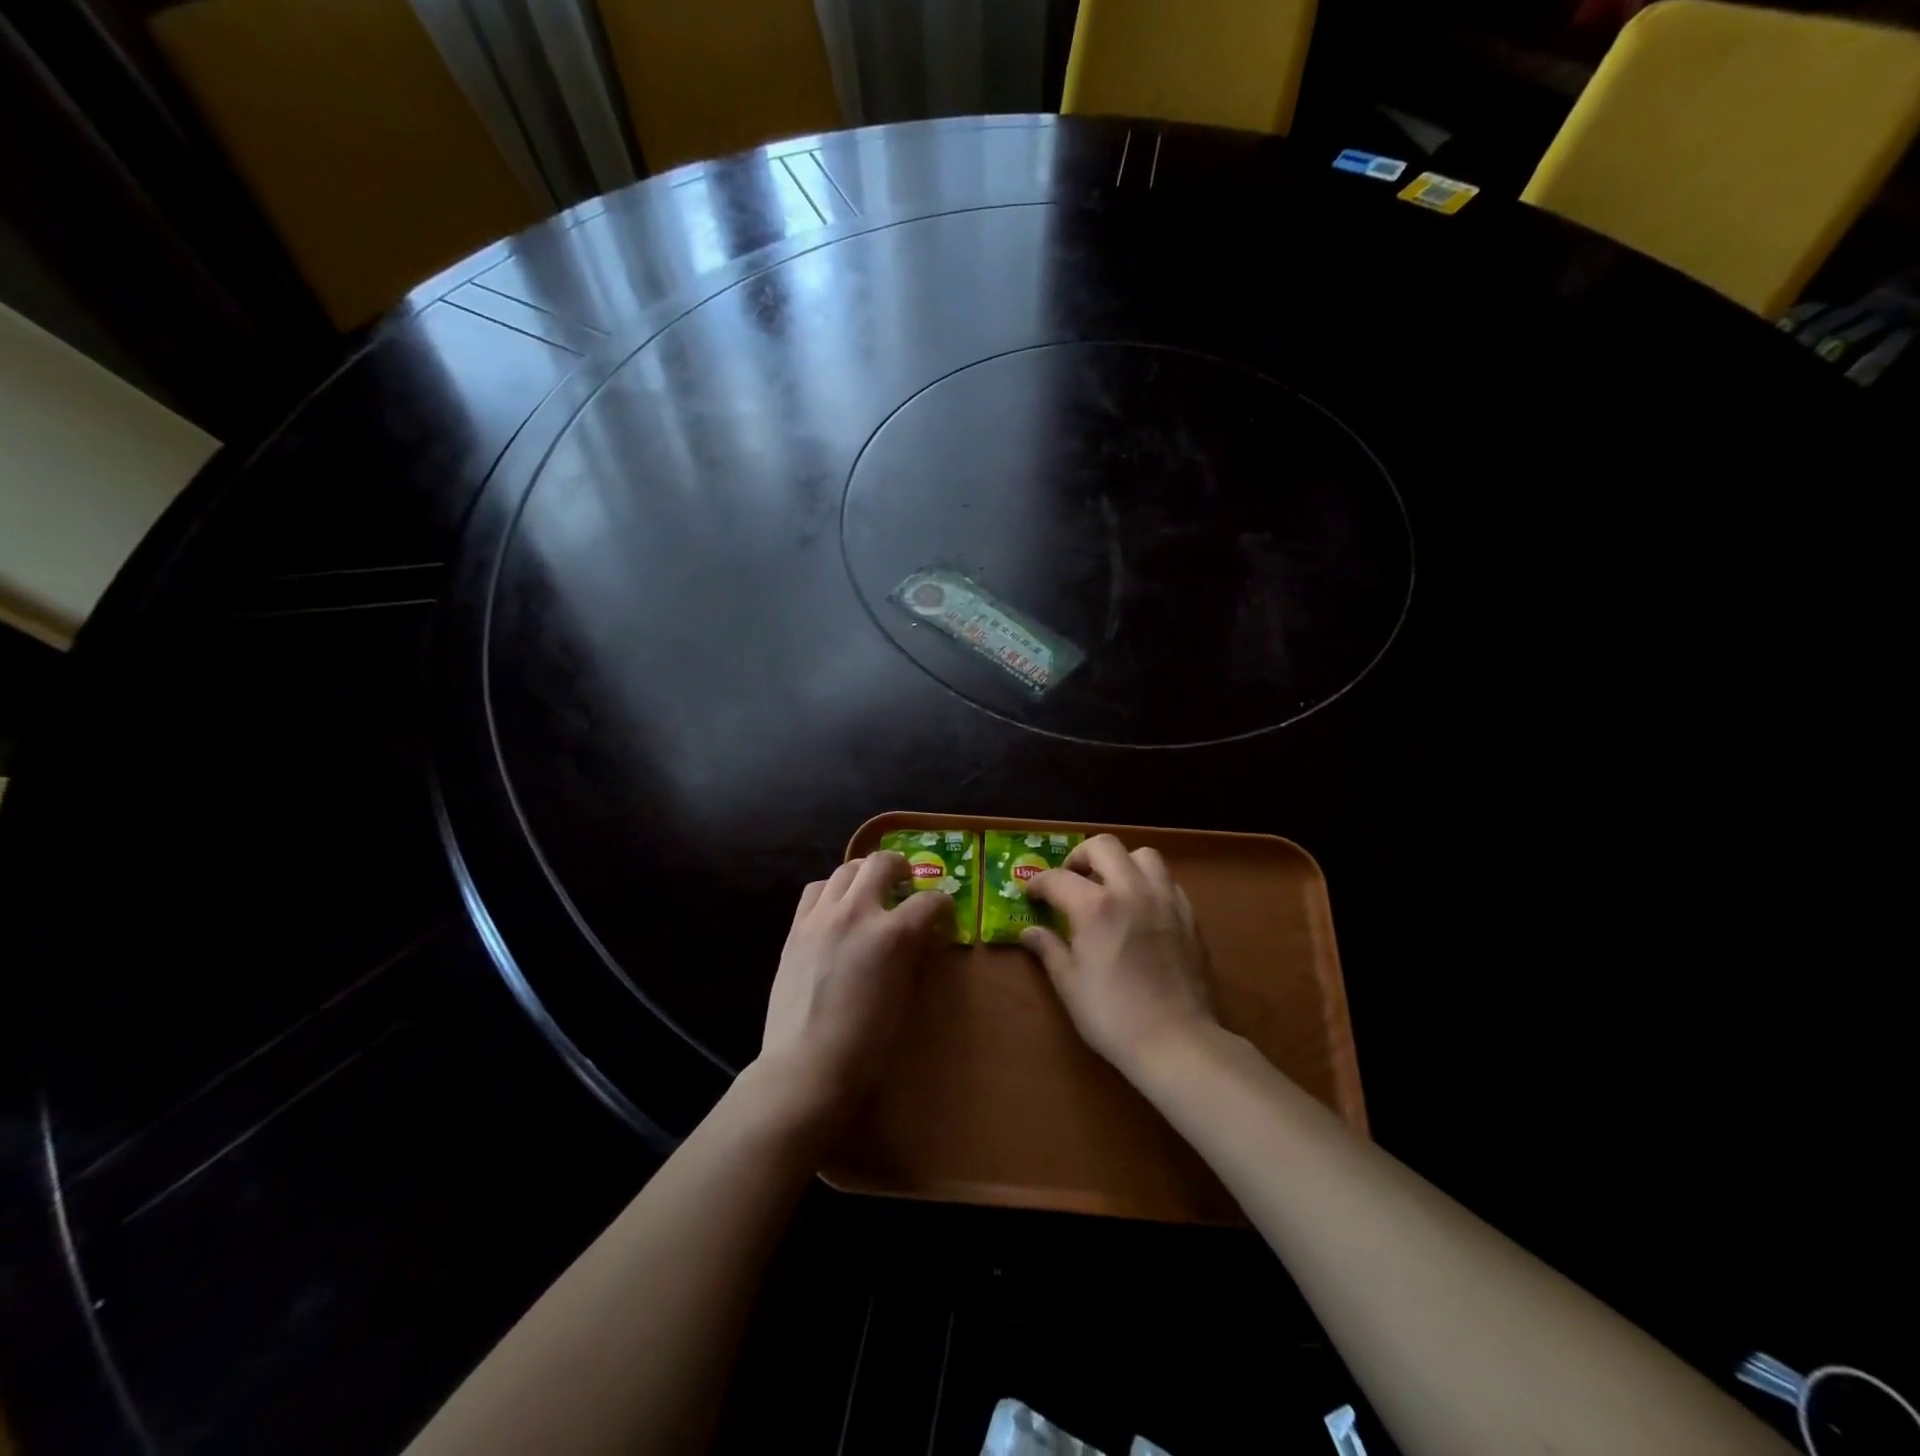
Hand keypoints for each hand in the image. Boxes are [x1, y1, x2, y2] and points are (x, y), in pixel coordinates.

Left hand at [758, 852, 950, 1125]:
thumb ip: (913, 955)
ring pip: (846, 869)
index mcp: (894, 934)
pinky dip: (832, 890)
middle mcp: (858, 912)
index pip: (930, 901)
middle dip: (902, 867)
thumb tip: (921, 937)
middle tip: (906, 883)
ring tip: (871, 890)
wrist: (807, 1066)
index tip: (944, 912)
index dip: (943, 904)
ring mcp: (822, 916)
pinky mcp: (797, 928)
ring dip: (865, 874)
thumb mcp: (906, 996)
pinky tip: (837, 907)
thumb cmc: (868, 1043)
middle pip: (882, 863)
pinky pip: (815, 890)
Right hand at [1023, 835, 1218, 1077]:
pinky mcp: (1188, 915)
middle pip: (1104, 846)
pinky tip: (1140, 909)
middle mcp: (1131, 890)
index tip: (1031, 895)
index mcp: (1096, 906)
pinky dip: (1148, 884)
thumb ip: (1048, 949)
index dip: (1038, 884)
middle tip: (1071, 879)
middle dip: (1080, 856)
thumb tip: (1029, 931)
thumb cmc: (1113, 1016)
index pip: (1058, 878)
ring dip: (1121, 863)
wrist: (1176, 1041)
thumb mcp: (1069, 984)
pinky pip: (1167, 881)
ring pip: (1143, 855)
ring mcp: (1165, 899)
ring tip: (1110, 887)